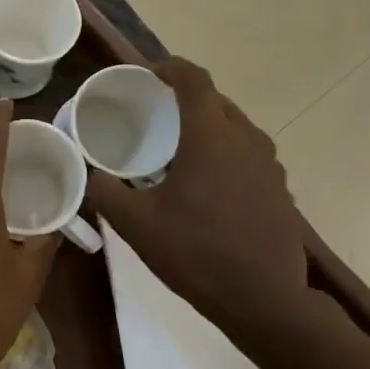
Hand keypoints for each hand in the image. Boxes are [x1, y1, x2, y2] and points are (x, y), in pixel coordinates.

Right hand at [87, 59, 332, 349]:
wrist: (263, 300)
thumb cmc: (196, 253)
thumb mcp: (135, 224)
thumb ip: (105, 191)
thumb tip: (89, 174)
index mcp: (211, 137)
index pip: (195, 80)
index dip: (171, 68)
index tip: (149, 74)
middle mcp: (247, 141)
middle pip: (216, 102)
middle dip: (186, 99)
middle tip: (156, 114)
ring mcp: (270, 167)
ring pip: (236, 129)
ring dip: (207, 128)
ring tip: (178, 149)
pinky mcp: (279, 191)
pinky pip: (248, 156)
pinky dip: (225, 155)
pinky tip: (205, 186)